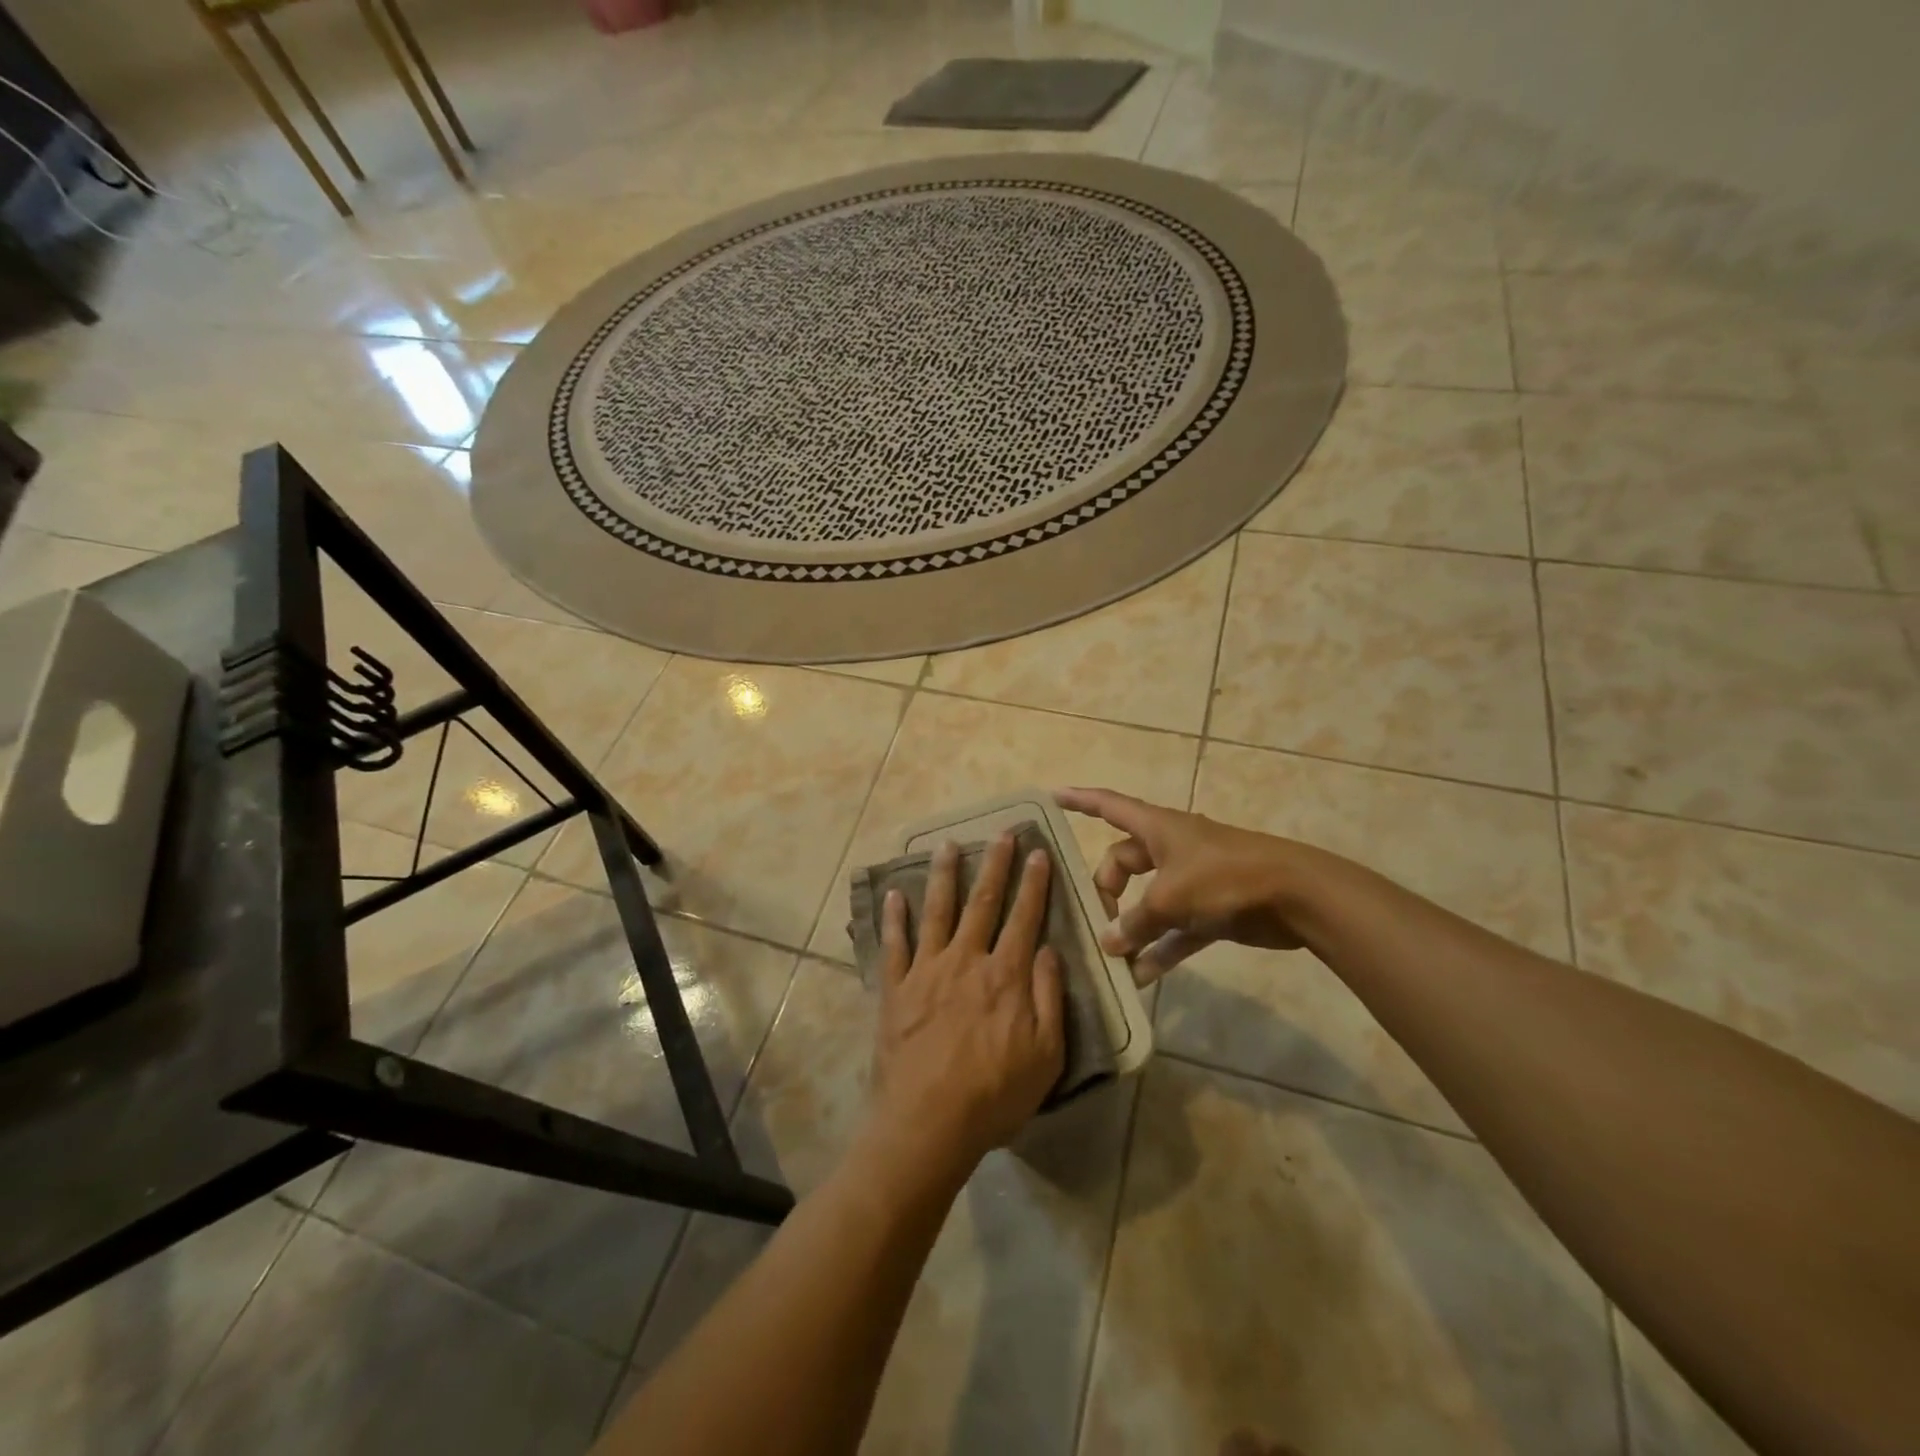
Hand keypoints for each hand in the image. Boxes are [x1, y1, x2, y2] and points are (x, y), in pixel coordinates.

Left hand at [869, 834, 1065, 1175]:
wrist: (927, 1124)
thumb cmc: (994, 1095)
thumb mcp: (1045, 1054)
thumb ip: (1048, 997)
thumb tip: (1049, 949)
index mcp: (1005, 976)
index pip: (1024, 917)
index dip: (1033, 883)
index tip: (1038, 852)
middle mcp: (966, 961)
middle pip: (982, 902)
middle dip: (994, 865)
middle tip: (1001, 833)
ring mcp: (926, 971)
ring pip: (936, 911)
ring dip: (943, 875)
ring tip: (947, 845)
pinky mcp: (895, 989)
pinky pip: (894, 944)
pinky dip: (894, 918)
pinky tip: (894, 894)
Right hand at [1055, 787, 1315, 983]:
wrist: (1296, 895)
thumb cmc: (1224, 878)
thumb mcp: (1171, 898)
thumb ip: (1136, 921)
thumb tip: (1109, 943)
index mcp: (1158, 828)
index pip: (1109, 806)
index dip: (1080, 800)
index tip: (1053, 795)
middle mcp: (1171, 848)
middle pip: (1124, 862)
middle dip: (1106, 890)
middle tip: (1096, 922)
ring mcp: (1193, 879)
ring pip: (1150, 901)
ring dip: (1133, 927)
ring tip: (1111, 958)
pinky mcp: (1212, 909)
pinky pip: (1175, 928)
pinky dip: (1160, 948)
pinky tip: (1142, 976)